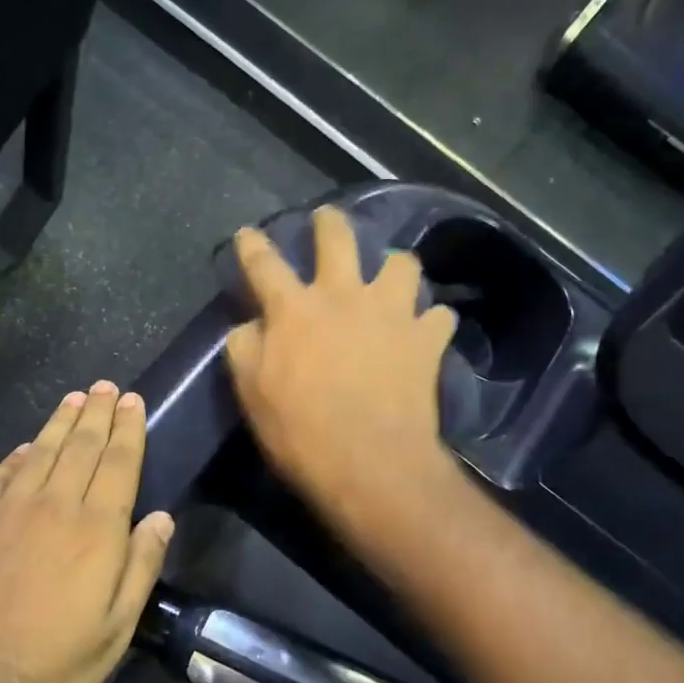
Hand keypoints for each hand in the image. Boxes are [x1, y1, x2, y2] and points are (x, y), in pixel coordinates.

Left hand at [0, 383, 173, 682]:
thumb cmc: (48, 669)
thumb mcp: (113, 633)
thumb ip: (139, 568)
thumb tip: (160, 518)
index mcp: (95, 531)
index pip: (118, 464)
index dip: (127, 430)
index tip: (132, 401)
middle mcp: (53, 507)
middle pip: (80, 448)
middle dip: (96, 414)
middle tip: (105, 386)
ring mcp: (6, 512)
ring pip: (39, 452)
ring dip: (59, 423)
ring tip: (73, 399)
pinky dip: (16, 456)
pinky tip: (24, 446)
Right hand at [225, 206, 457, 525]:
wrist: (370, 463)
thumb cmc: (301, 432)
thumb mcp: (252, 393)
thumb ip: (245, 349)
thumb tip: (249, 325)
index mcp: (294, 310)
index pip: (264, 264)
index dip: (252, 245)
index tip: (248, 233)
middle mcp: (343, 296)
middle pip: (337, 238)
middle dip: (329, 222)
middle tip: (328, 219)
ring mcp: (391, 313)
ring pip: (401, 264)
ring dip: (395, 267)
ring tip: (392, 277)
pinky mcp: (426, 339)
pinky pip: (439, 315)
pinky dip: (432, 319)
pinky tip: (427, 329)